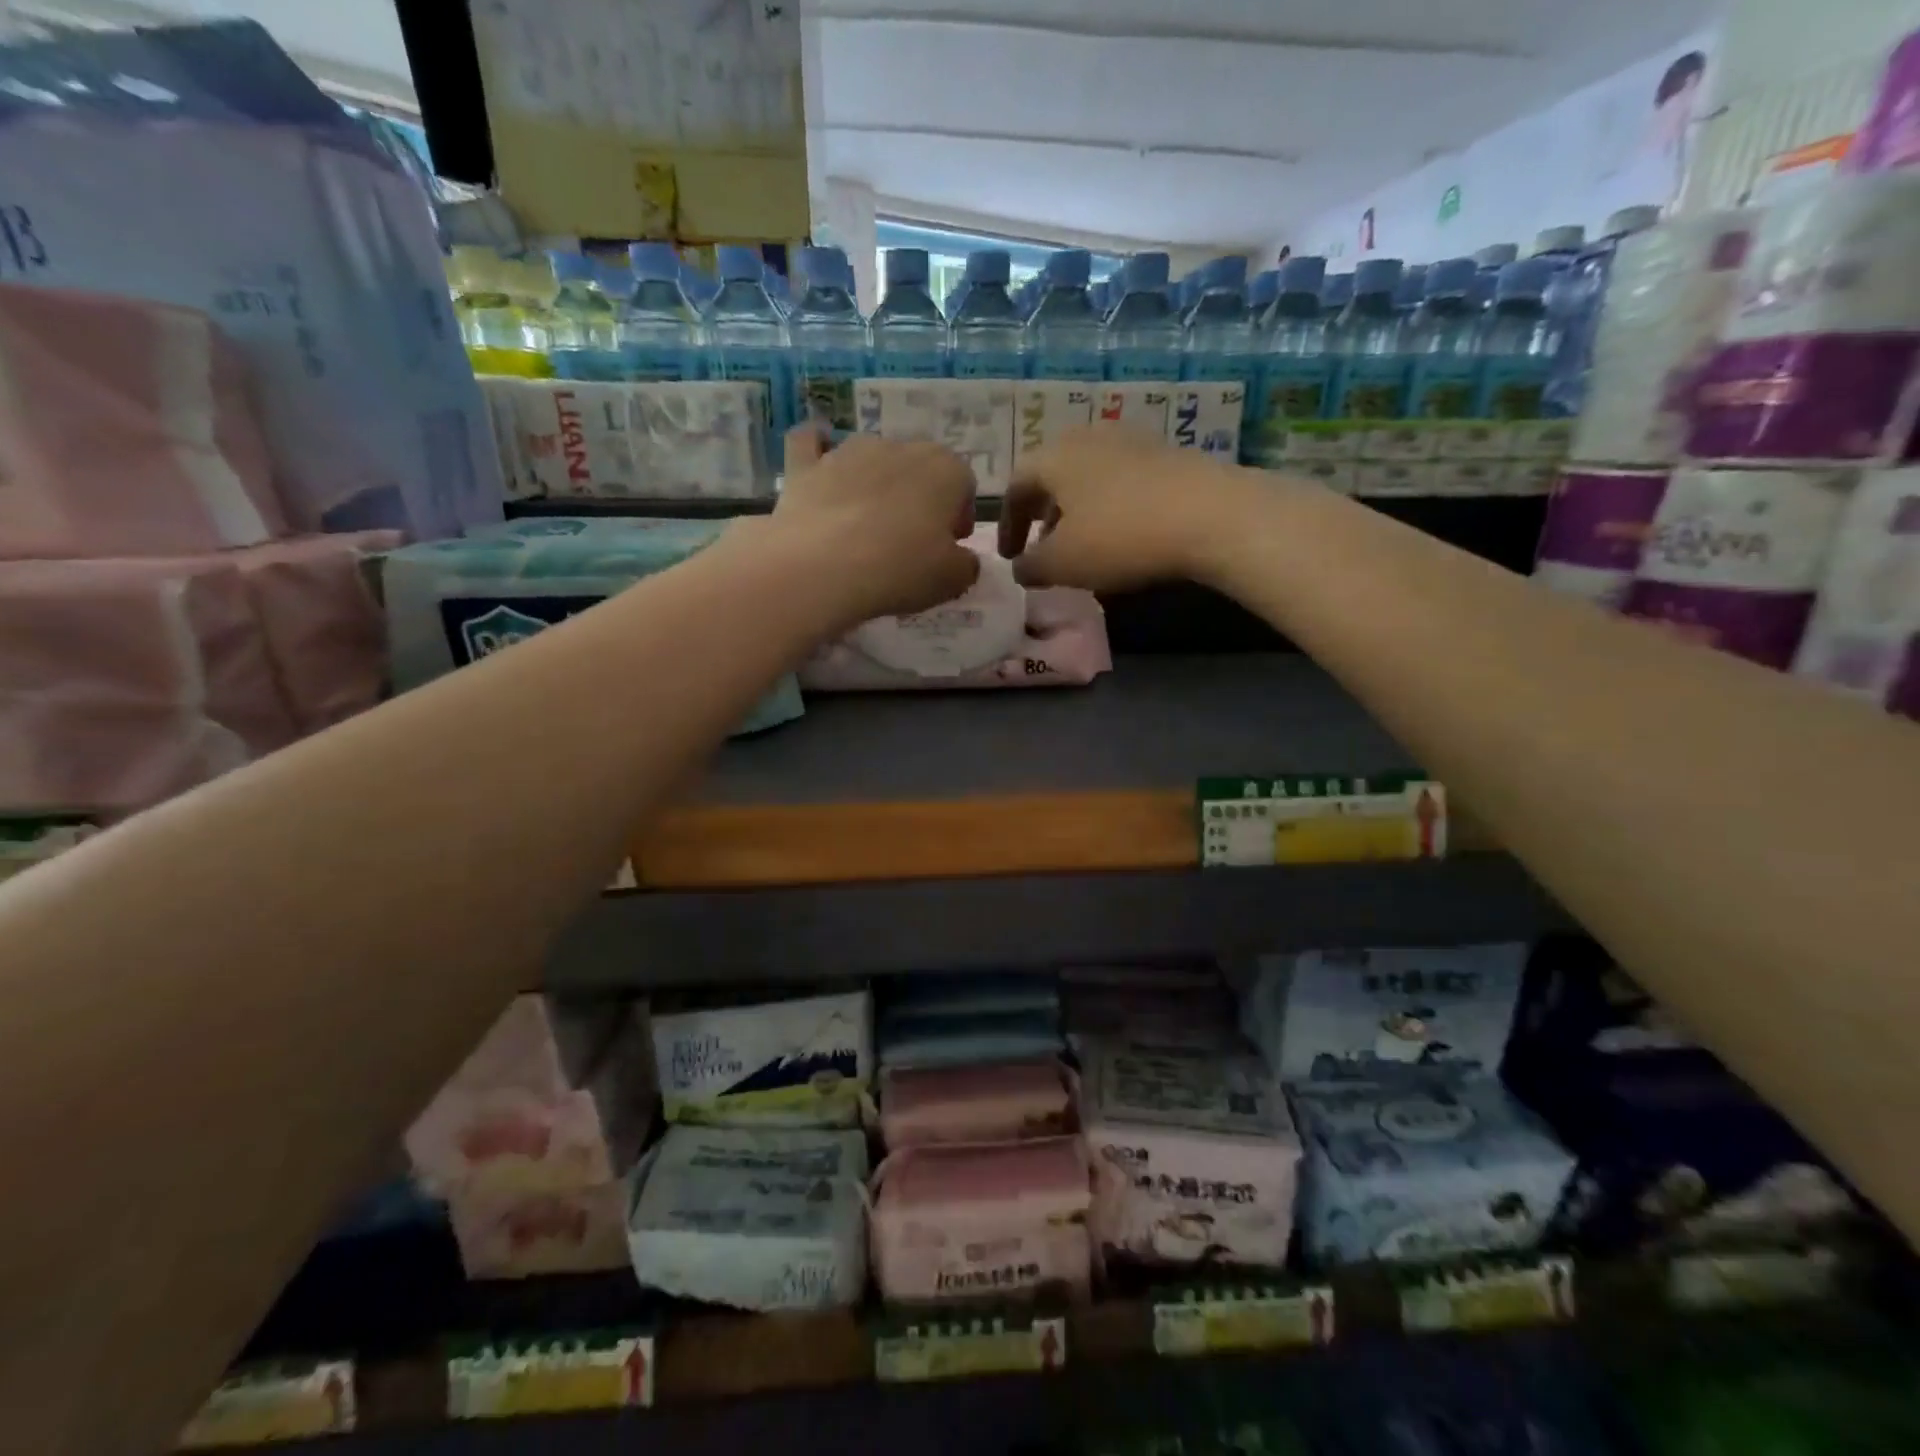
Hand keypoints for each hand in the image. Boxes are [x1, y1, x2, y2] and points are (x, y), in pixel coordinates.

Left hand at [769, 426, 979, 623]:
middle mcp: (899, 447)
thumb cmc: (900, 569)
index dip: (958, 515)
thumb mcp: (952, 580)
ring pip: (871, 456)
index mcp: (945, 469)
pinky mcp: (805, 465)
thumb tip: (963, 559)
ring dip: (875, 480)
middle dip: (919, 497)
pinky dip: (815, 450)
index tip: (948, 545)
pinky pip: (810, 443)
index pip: (963, 484)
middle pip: (919, 467)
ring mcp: (848, 451)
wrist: (822, 569)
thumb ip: (967, 565)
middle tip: (911, 540)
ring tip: (867, 522)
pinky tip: (817, 465)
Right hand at [996, 426, 1243, 590]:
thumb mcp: (1062, 564)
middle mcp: (1088, 437)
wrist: (1210, 514)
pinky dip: (1109, 507)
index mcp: (1054, 457)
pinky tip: (1122, 535)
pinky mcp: (1166, 455)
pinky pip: (1122, 482)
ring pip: (1089, 477)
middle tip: (1042, 547)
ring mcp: (1131, 441)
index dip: (1007, 524)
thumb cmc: (1119, 537)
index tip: (1009, 557)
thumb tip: (1019, 568)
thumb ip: (1031, 567)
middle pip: (1053, 475)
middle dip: (1042, 514)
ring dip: (1077, 511)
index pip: (1016, 486)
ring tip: (1082, 545)